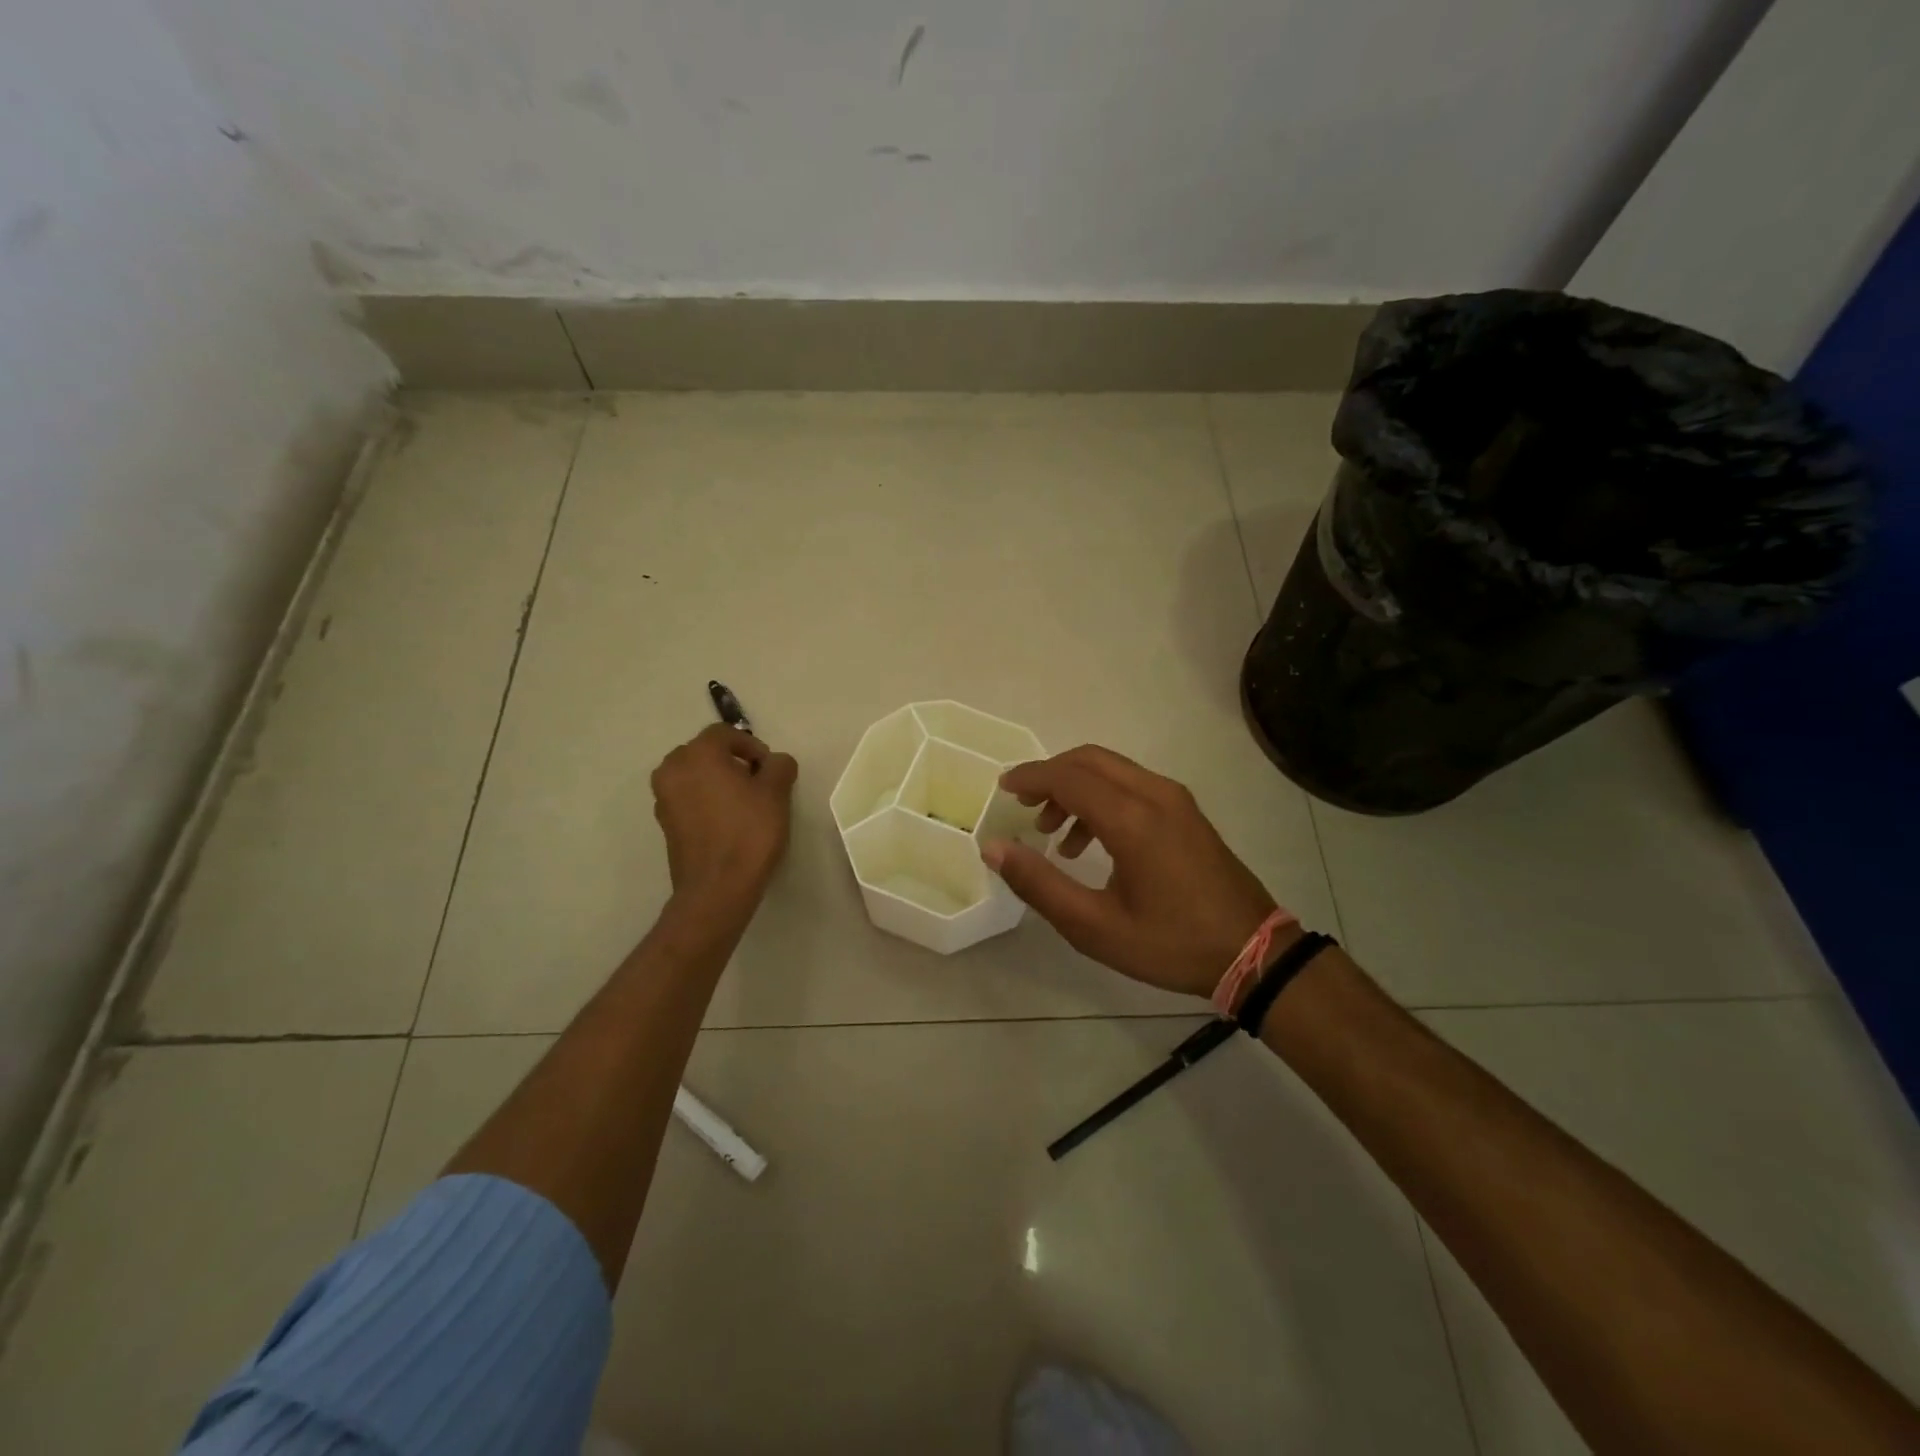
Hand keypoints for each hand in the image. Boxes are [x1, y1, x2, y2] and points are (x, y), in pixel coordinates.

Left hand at [651, 725, 798, 907]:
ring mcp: (664, 798)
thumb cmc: (749, 832)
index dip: (752, 746)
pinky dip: (706, 801)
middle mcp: (673, 769)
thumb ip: (779, 766)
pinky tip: (728, 822)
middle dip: (732, 762)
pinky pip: (688, 799)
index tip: (770, 769)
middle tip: (758, 783)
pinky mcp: (665, 824)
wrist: (718, 888)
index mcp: (697, 754)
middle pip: (705, 752)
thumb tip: (775, 762)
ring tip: (744, 804)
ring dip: (718, 781)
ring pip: (694, 776)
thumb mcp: (776, 792)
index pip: (724, 733)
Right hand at [981, 745, 1280, 998]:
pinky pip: (1132, 786)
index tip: (1002, 790)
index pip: (1068, 778)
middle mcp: (1155, 795)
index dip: (1030, 778)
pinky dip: (1101, 798)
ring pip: (1112, 770)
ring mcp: (1176, 800)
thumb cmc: (1170, 944)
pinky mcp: (1186, 812)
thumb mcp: (1094, 927)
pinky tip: (1090, 842)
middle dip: (1050, 775)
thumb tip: (994, 848)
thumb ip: (1039, 884)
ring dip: (1075, 788)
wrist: (1253, 953)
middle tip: (1022, 804)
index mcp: (1132, 820)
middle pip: (1090, 760)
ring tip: (1052, 832)